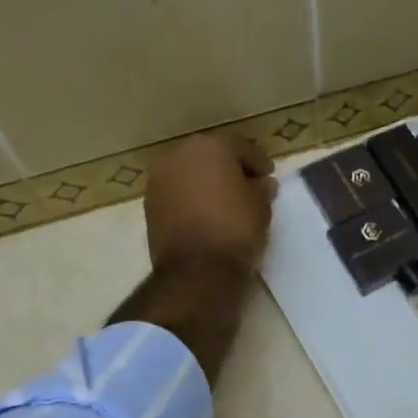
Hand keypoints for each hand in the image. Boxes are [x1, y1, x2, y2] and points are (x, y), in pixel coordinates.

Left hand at [144, 133, 276, 272]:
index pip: (240, 148)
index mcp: (210, 147)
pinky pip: (177, 194)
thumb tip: (261, 184)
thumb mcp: (261, 207)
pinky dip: (191, 199)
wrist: (197, 270)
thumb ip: (261, 189)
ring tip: (226, 203)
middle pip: (210, 156)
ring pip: (190, 174)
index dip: (258, 162)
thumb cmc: (236, 229)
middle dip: (229, 169)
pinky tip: (206, 215)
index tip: (268, 176)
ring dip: (206, 184)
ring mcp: (159, 180)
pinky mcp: (149, 206)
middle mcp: (179, 155)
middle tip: (247, 187)